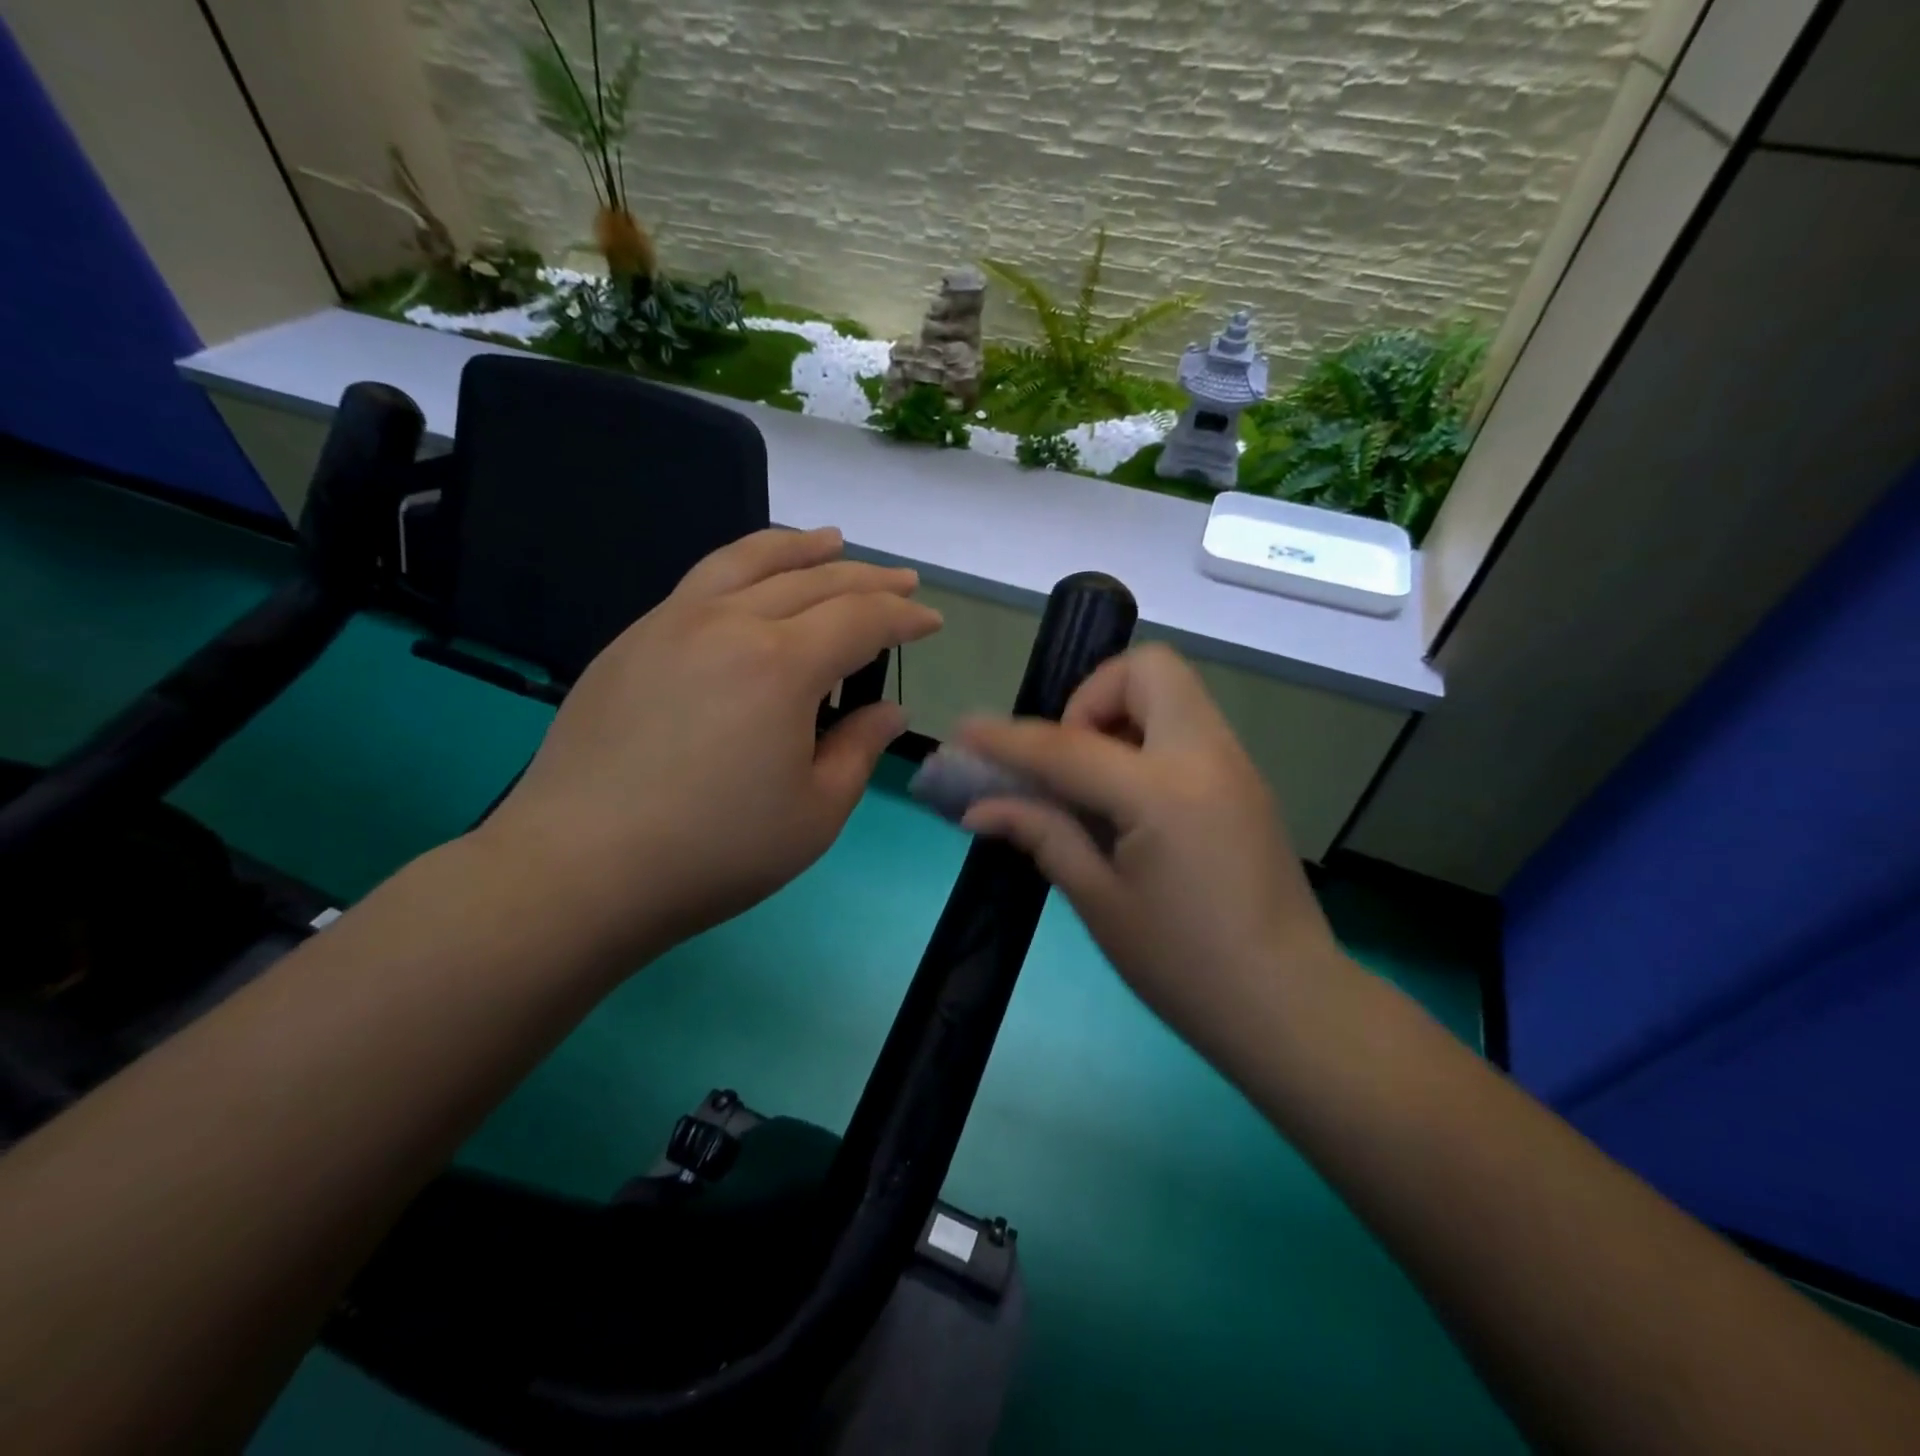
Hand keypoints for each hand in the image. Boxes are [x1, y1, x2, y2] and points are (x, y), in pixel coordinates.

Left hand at [482, 527, 941, 961]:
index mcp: (782, 665)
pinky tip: (753, 582)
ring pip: (747, 561)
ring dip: (800, 547)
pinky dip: (744, 566)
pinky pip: (702, 582)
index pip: (860, 619)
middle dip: (866, 578)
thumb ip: (859, 750)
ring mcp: (671, 623)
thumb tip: (888, 711)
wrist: (580, 867)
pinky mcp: (632, 641)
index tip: (931, 621)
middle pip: (812, 580)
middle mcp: (728, 623)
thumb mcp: (815, 813)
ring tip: (831, 540)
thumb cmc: (714, 851)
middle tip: (901, 582)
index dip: (903, 618)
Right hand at [957, 644, 1353, 1057]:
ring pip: (1173, 691)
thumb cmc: (1185, 967)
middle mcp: (1206, 756)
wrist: (1289, 1006)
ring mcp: (1235, 764)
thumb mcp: (1100, 902)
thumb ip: (1042, 835)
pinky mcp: (1247, 782)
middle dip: (1092, 696)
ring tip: (1094, 781)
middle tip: (1069, 757)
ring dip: (1121, 715)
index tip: (965, 731)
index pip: (1067, 746)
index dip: (1008, 739)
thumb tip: (980, 807)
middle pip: (1147, 669)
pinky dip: (1148, 738)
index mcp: (1163, 792)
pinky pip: (1188, 726)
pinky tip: (1130, 801)